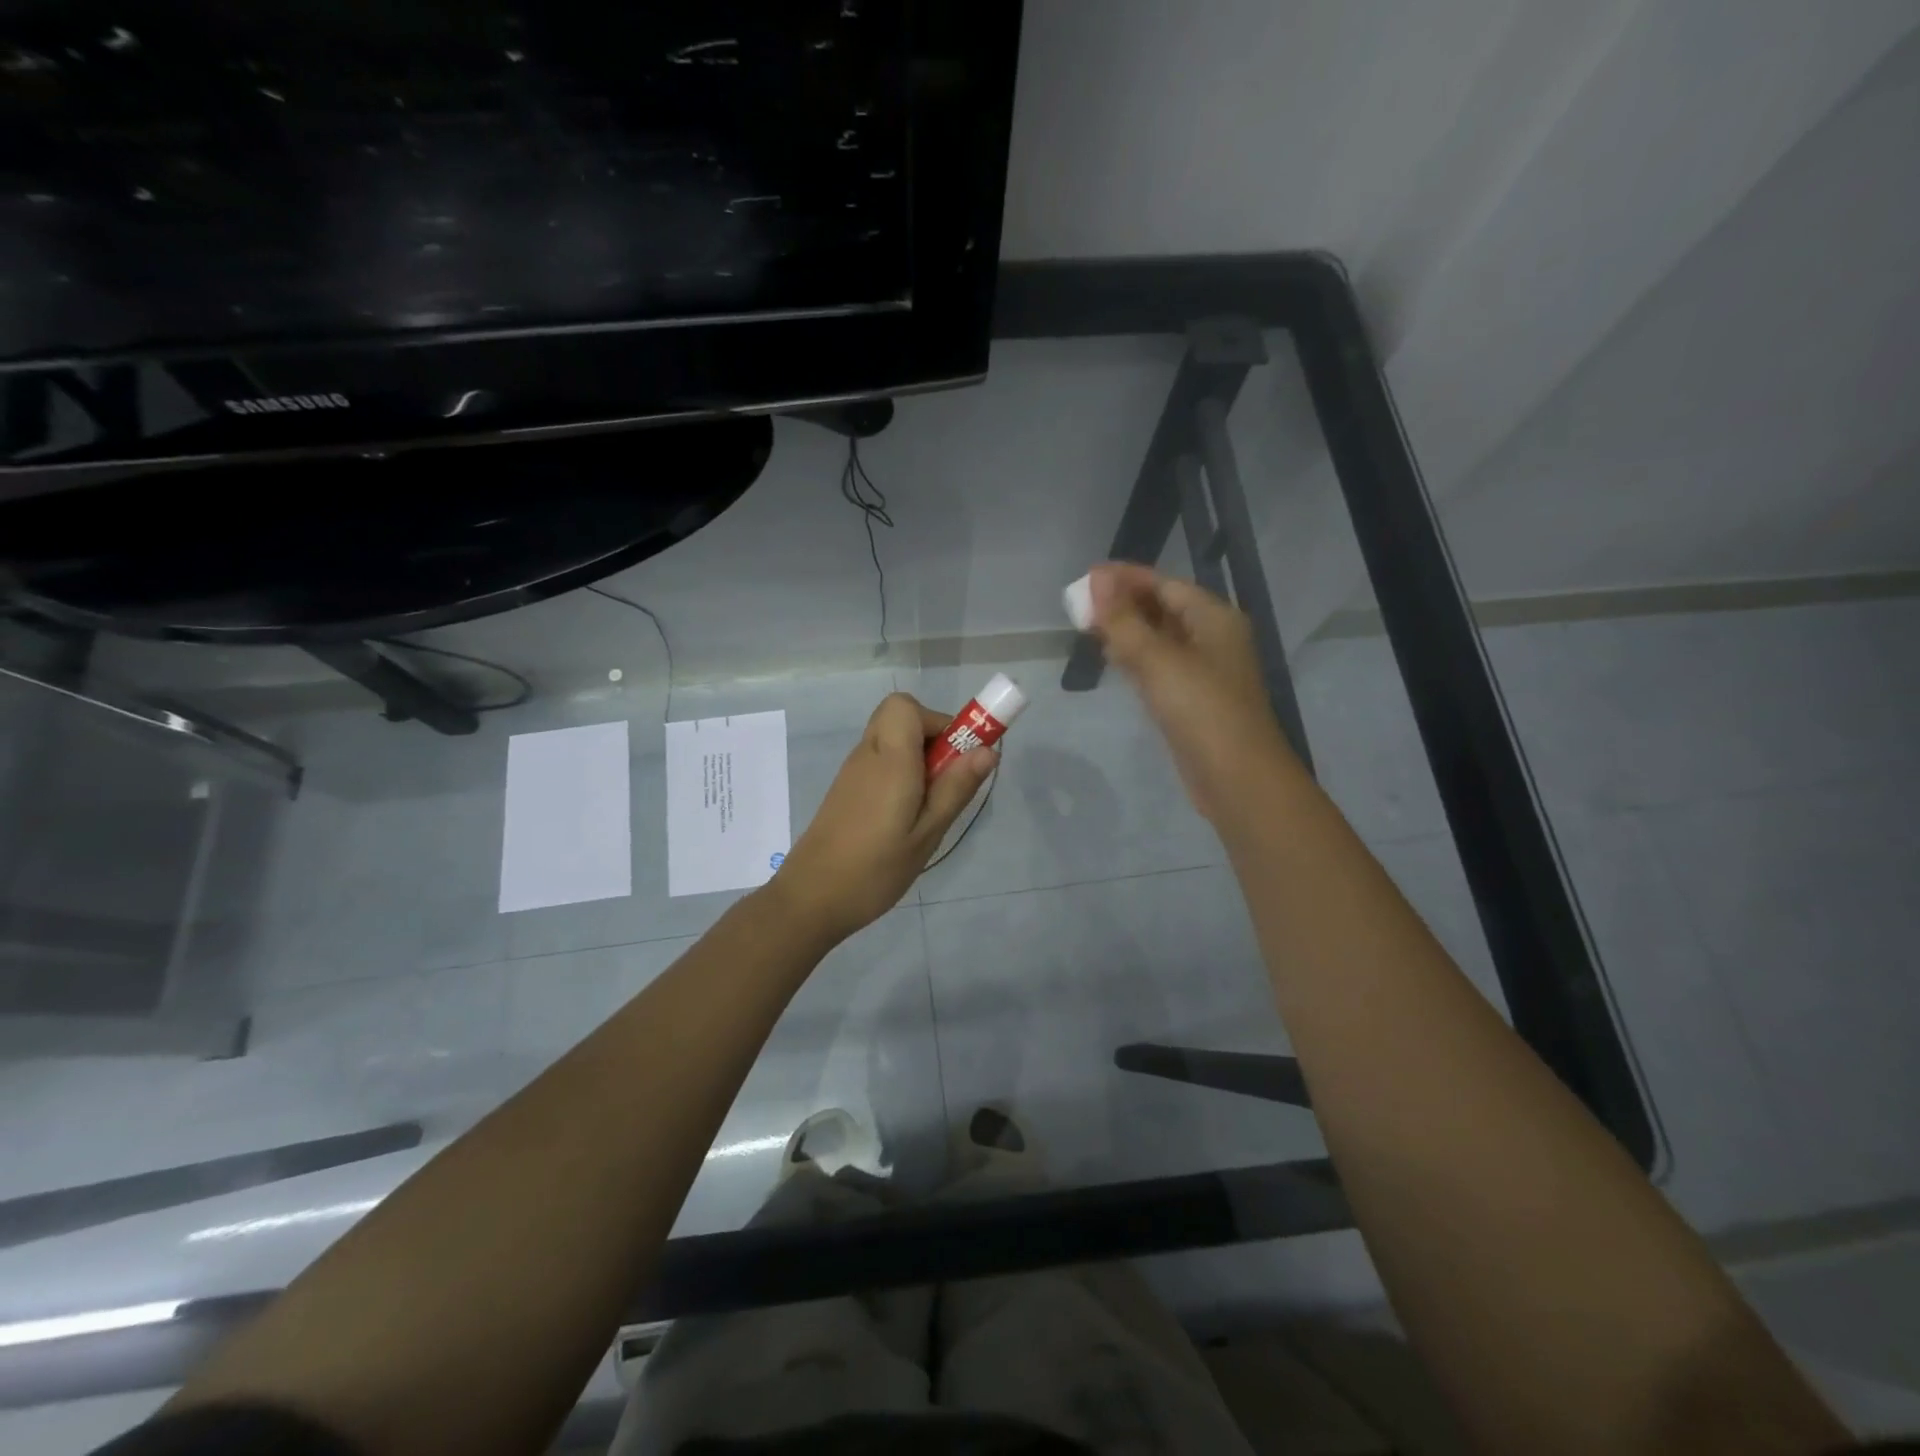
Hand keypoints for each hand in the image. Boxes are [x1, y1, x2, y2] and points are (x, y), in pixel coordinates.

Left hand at [771, 693, 997, 942]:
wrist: (811, 899)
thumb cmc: (875, 869)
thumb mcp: (927, 833)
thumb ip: (956, 787)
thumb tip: (988, 750)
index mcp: (888, 759)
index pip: (905, 706)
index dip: (937, 721)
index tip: (957, 757)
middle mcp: (866, 755)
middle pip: (898, 717)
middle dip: (931, 738)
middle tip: (945, 781)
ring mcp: (852, 772)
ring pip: (890, 741)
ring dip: (916, 758)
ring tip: (927, 807)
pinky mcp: (845, 790)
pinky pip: (879, 762)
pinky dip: (899, 774)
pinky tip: (904, 818)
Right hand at [1088, 561, 1299, 825]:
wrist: (1236, 778)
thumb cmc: (1202, 710)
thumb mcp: (1159, 660)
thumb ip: (1125, 620)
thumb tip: (1097, 579)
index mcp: (1214, 618)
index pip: (1165, 584)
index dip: (1126, 578)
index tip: (1087, 576)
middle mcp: (1212, 638)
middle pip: (1163, 609)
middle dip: (1123, 603)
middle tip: (1078, 603)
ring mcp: (1203, 671)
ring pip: (1159, 639)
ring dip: (1127, 630)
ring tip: (1087, 625)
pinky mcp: (1191, 700)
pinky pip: (1159, 667)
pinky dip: (1135, 658)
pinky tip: (1111, 659)